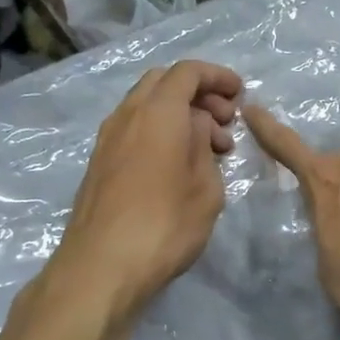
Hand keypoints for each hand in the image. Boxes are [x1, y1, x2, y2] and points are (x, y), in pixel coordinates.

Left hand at [57, 61, 243, 314]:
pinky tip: (178, 165)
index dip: (217, 77)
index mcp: (158, 113)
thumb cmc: (165, 225)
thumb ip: (203, 146)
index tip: (240, 94)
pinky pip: (134, 129)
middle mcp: (128, 115)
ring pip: (146, 106)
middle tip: (225, 122)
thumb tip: (196, 128)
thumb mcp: (205, 187)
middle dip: (198, 93)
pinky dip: (160, 132)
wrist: (101, 267)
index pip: (188, 72)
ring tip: (208, 149)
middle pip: (163, 83)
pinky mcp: (99, 164)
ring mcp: (108, 139)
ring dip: (179, 114)